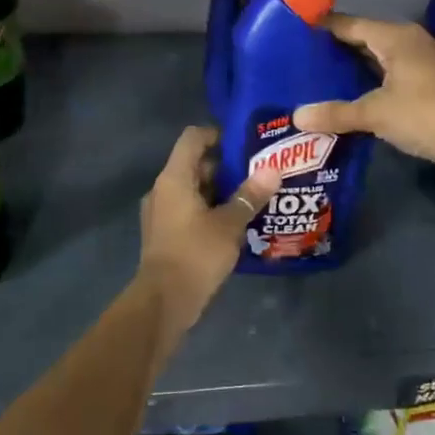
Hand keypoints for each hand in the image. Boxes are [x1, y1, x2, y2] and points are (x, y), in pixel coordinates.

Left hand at [136, 126, 279, 334]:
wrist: (164, 300)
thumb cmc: (196, 254)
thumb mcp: (229, 224)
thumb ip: (249, 196)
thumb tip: (273, 170)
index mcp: (174, 178)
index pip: (192, 138)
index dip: (217, 134)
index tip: (245, 143)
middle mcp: (163, 189)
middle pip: (194, 163)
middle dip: (226, 166)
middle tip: (259, 172)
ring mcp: (161, 212)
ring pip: (193, 189)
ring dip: (220, 190)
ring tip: (253, 196)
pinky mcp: (165, 233)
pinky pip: (189, 210)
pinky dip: (209, 210)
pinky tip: (236, 222)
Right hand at [293, 14, 434, 175]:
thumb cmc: (423, 113)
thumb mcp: (374, 113)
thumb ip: (335, 113)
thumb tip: (296, 117)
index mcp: (395, 37)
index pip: (350, 24)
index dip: (323, 27)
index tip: (295, 31)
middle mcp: (410, 42)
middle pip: (365, 38)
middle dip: (336, 48)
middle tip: (301, 57)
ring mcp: (422, 64)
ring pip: (379, 58)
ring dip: (354, 67)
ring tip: (319, 77)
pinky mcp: (429, 85)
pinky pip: (390, 75)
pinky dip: (370, 82)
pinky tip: (352, 96)